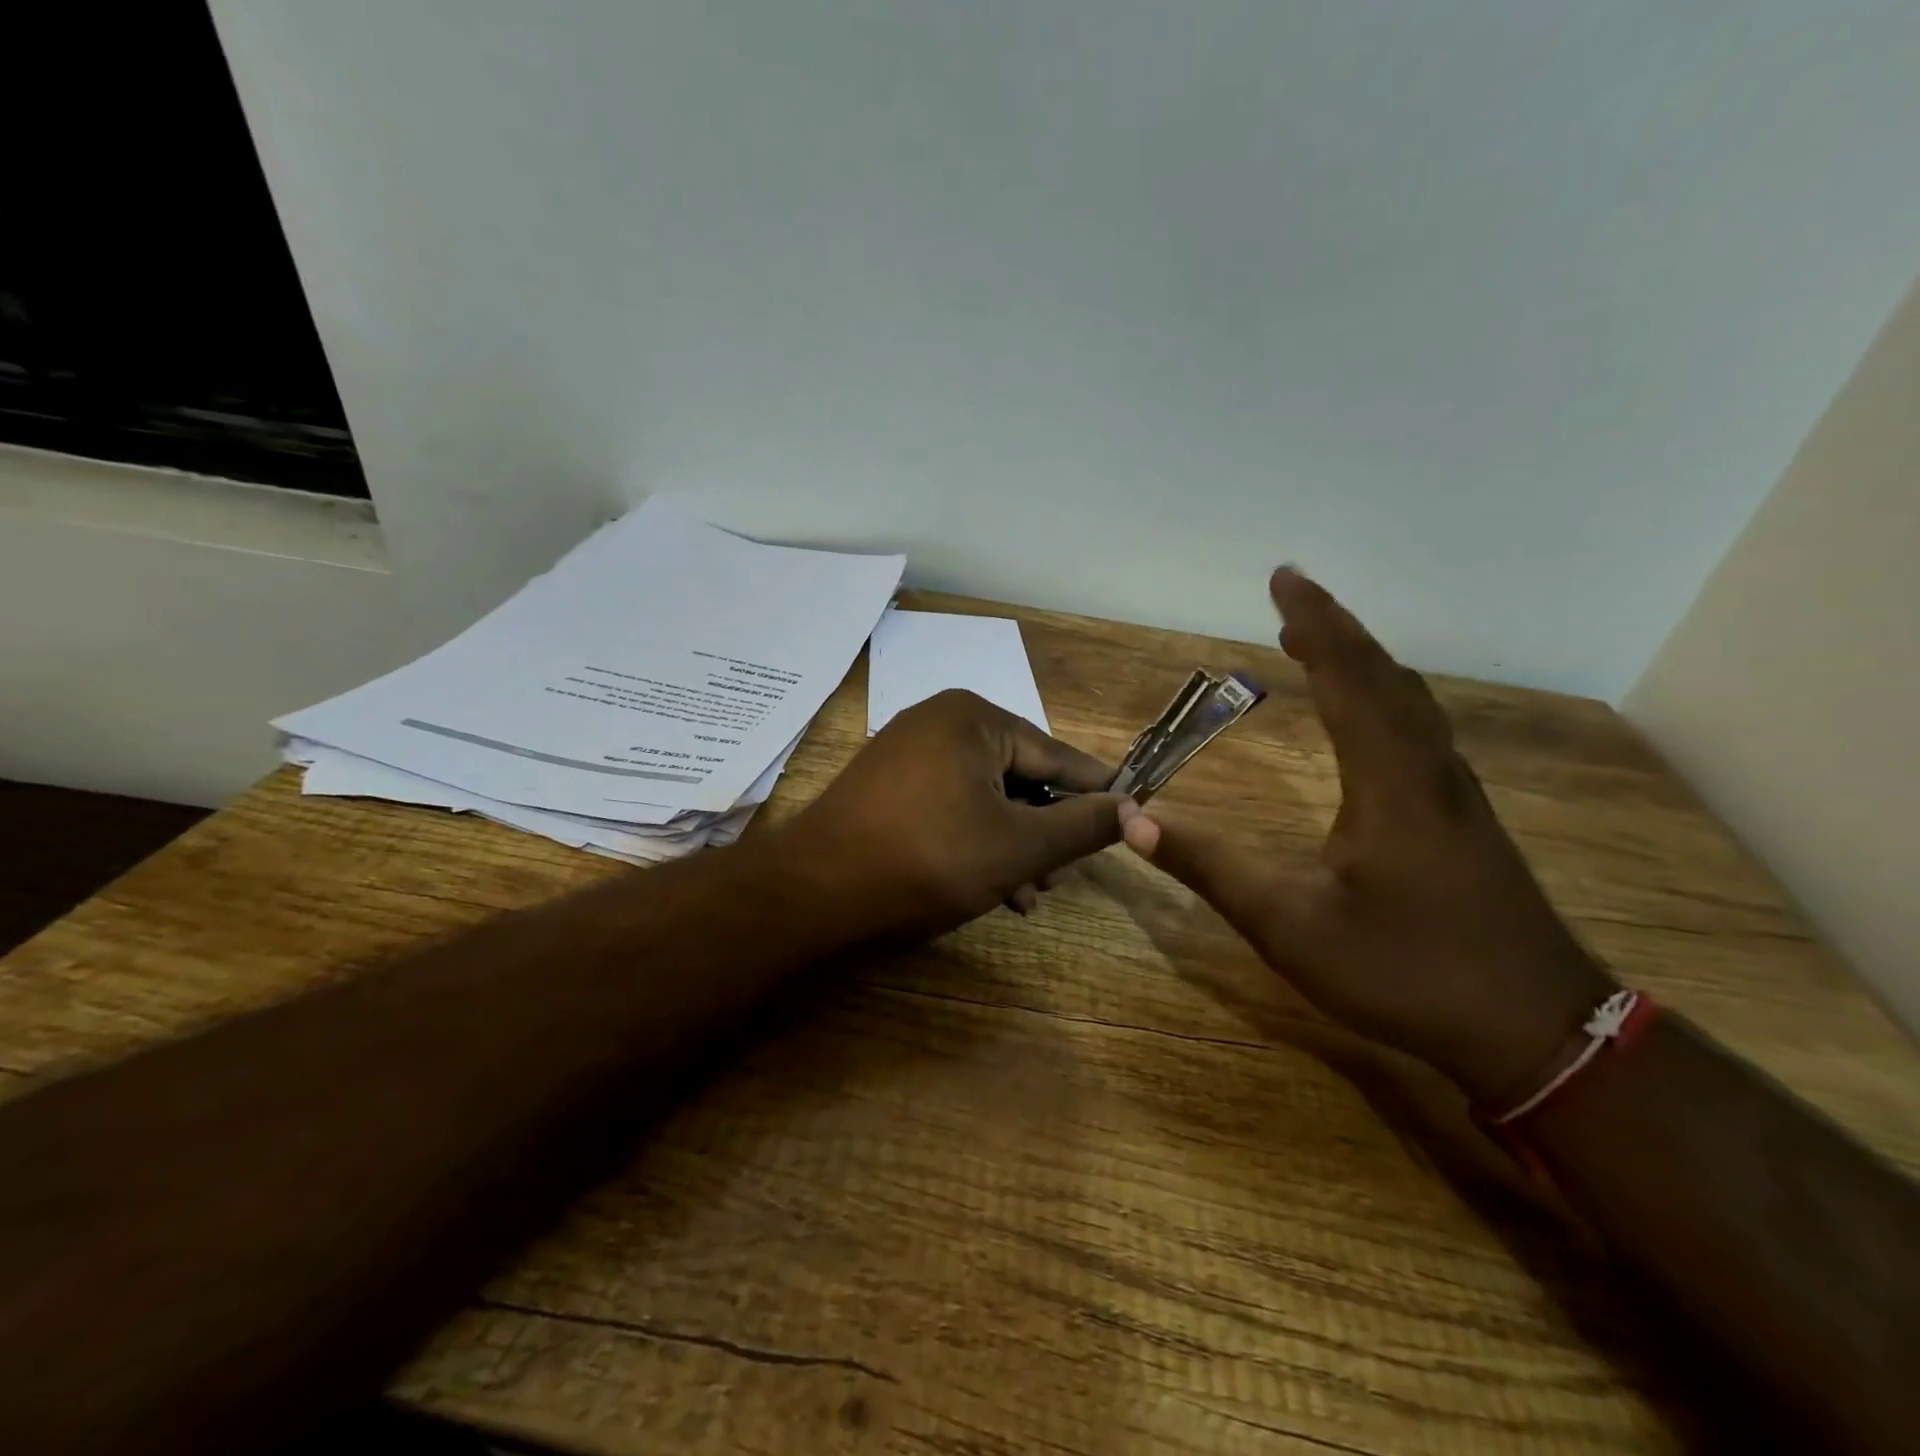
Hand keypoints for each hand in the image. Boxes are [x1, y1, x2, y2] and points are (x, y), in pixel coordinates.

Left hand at [786, 689, 1125, 940]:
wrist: (814, 891)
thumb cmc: (927, 859)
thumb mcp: (1017, 847)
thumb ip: (1081, 826)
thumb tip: (1133, 809)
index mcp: (974, 719)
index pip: (1056, 755)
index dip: (1096, 790)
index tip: (1131, 813)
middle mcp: (939, 721)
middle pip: (1018, 775)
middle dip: (1043, 830)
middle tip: (1060, 877)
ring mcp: (907, 751)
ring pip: (983, 796)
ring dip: (1011, 844)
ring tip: (1026, 895)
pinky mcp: (886, 784)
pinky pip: (949, 804)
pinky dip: (973, 839)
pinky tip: (987, 885)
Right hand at [1119, 569, 1616, 1104]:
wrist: (1537, 1030)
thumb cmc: (1406, 970)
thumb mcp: (1289, 925)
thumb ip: (1210, 867)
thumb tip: (1135, 821)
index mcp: (1390, 779)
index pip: (1348, 676)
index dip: (1314, 622)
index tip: (1284, 578)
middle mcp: (1429, 769)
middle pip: (1384, 676)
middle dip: (1336, 631)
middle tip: (1292, 601)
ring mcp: (1455, 794)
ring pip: (1409, 702)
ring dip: (1363, 663)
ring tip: (1320, 646)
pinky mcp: (1465, 819)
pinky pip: (1419, 730)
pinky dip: (1384, 698)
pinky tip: (1370, 718)